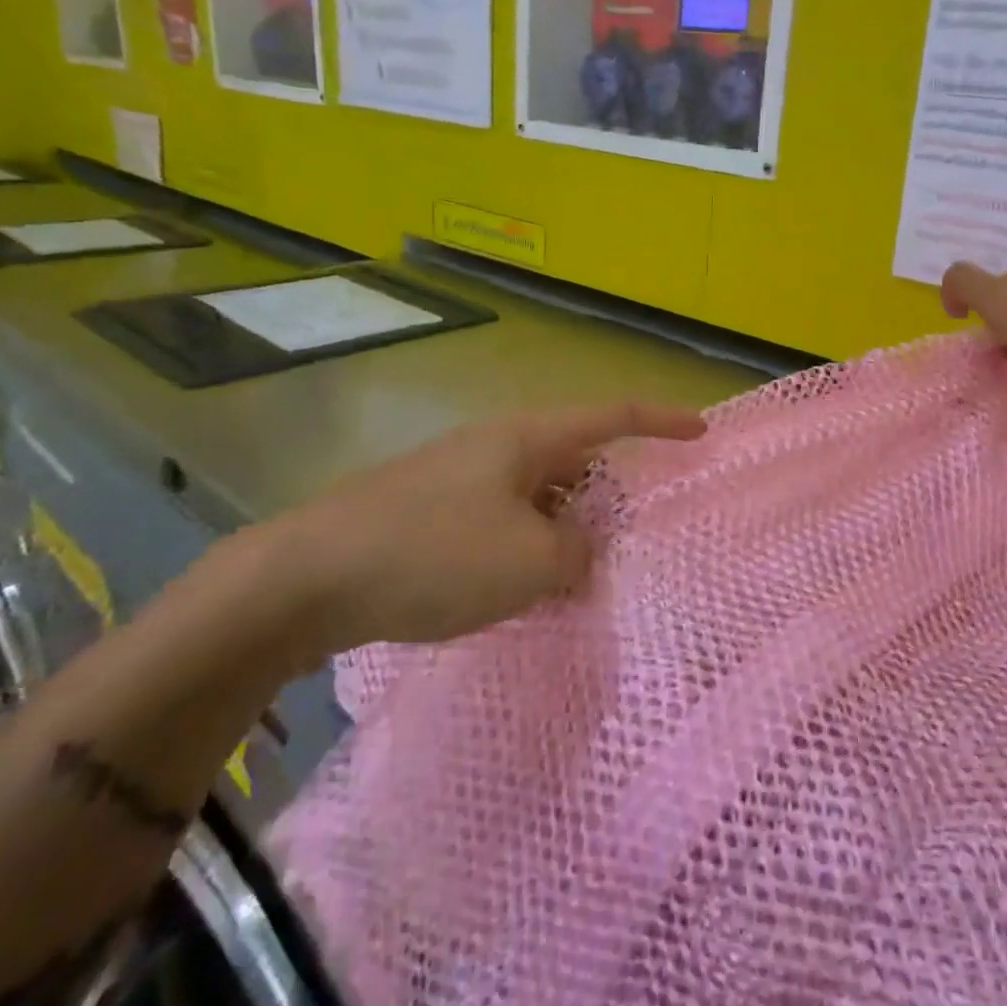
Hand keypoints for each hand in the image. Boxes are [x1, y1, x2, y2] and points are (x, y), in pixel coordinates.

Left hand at [240, 403, 706, 657]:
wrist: (305, 577)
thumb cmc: (433, 554)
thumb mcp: (528, 562)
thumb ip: (577, 558)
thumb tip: (581, 556)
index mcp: (526, 438)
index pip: (612, 416)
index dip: (661, 421)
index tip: (701, 431)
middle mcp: (495, 446)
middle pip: (574, 459)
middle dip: (606, 497)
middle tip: (629, 540)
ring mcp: (458, 477)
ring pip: (536, 496)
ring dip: (563, 531)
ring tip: (577, 578)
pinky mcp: (428, 511)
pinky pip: (500, 520)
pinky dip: (524, 548)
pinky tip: (520, 590)